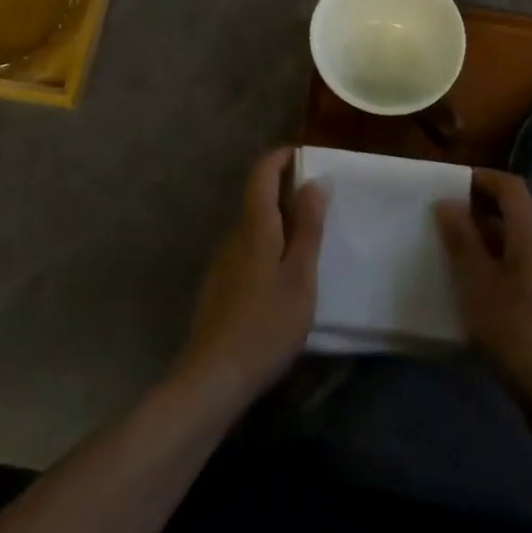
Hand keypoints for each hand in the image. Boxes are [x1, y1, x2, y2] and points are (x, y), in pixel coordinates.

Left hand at [173, 148, 326, 410]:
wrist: (212, 378)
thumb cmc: (266, 325)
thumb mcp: (300, 277)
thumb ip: (308, 228)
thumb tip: (313, 182)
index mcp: (255, 226)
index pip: (262, 172)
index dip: (280, 157)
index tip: (304, 155)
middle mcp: (233, 235)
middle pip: (257, 197)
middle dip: (285, 190)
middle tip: (319, 203)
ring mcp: (222, 261)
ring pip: (253, 226)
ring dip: (278, 221)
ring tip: (308, 241)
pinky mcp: (218, 286)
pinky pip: (246, 249)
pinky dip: (267, 245)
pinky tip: (282, 277)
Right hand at [435, 169, 531, 432]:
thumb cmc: (517, 331)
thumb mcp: (477, 283)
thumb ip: (461, 239)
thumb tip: (447, 202)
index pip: (510, 186)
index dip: (481, 178)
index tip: (450, 185)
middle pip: (515, 211)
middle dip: (479, 209)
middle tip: (445, 219)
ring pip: (517, 240)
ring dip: (486, 238)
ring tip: (454, 252)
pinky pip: (523, 264)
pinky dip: (498, 262)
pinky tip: (477, 287)